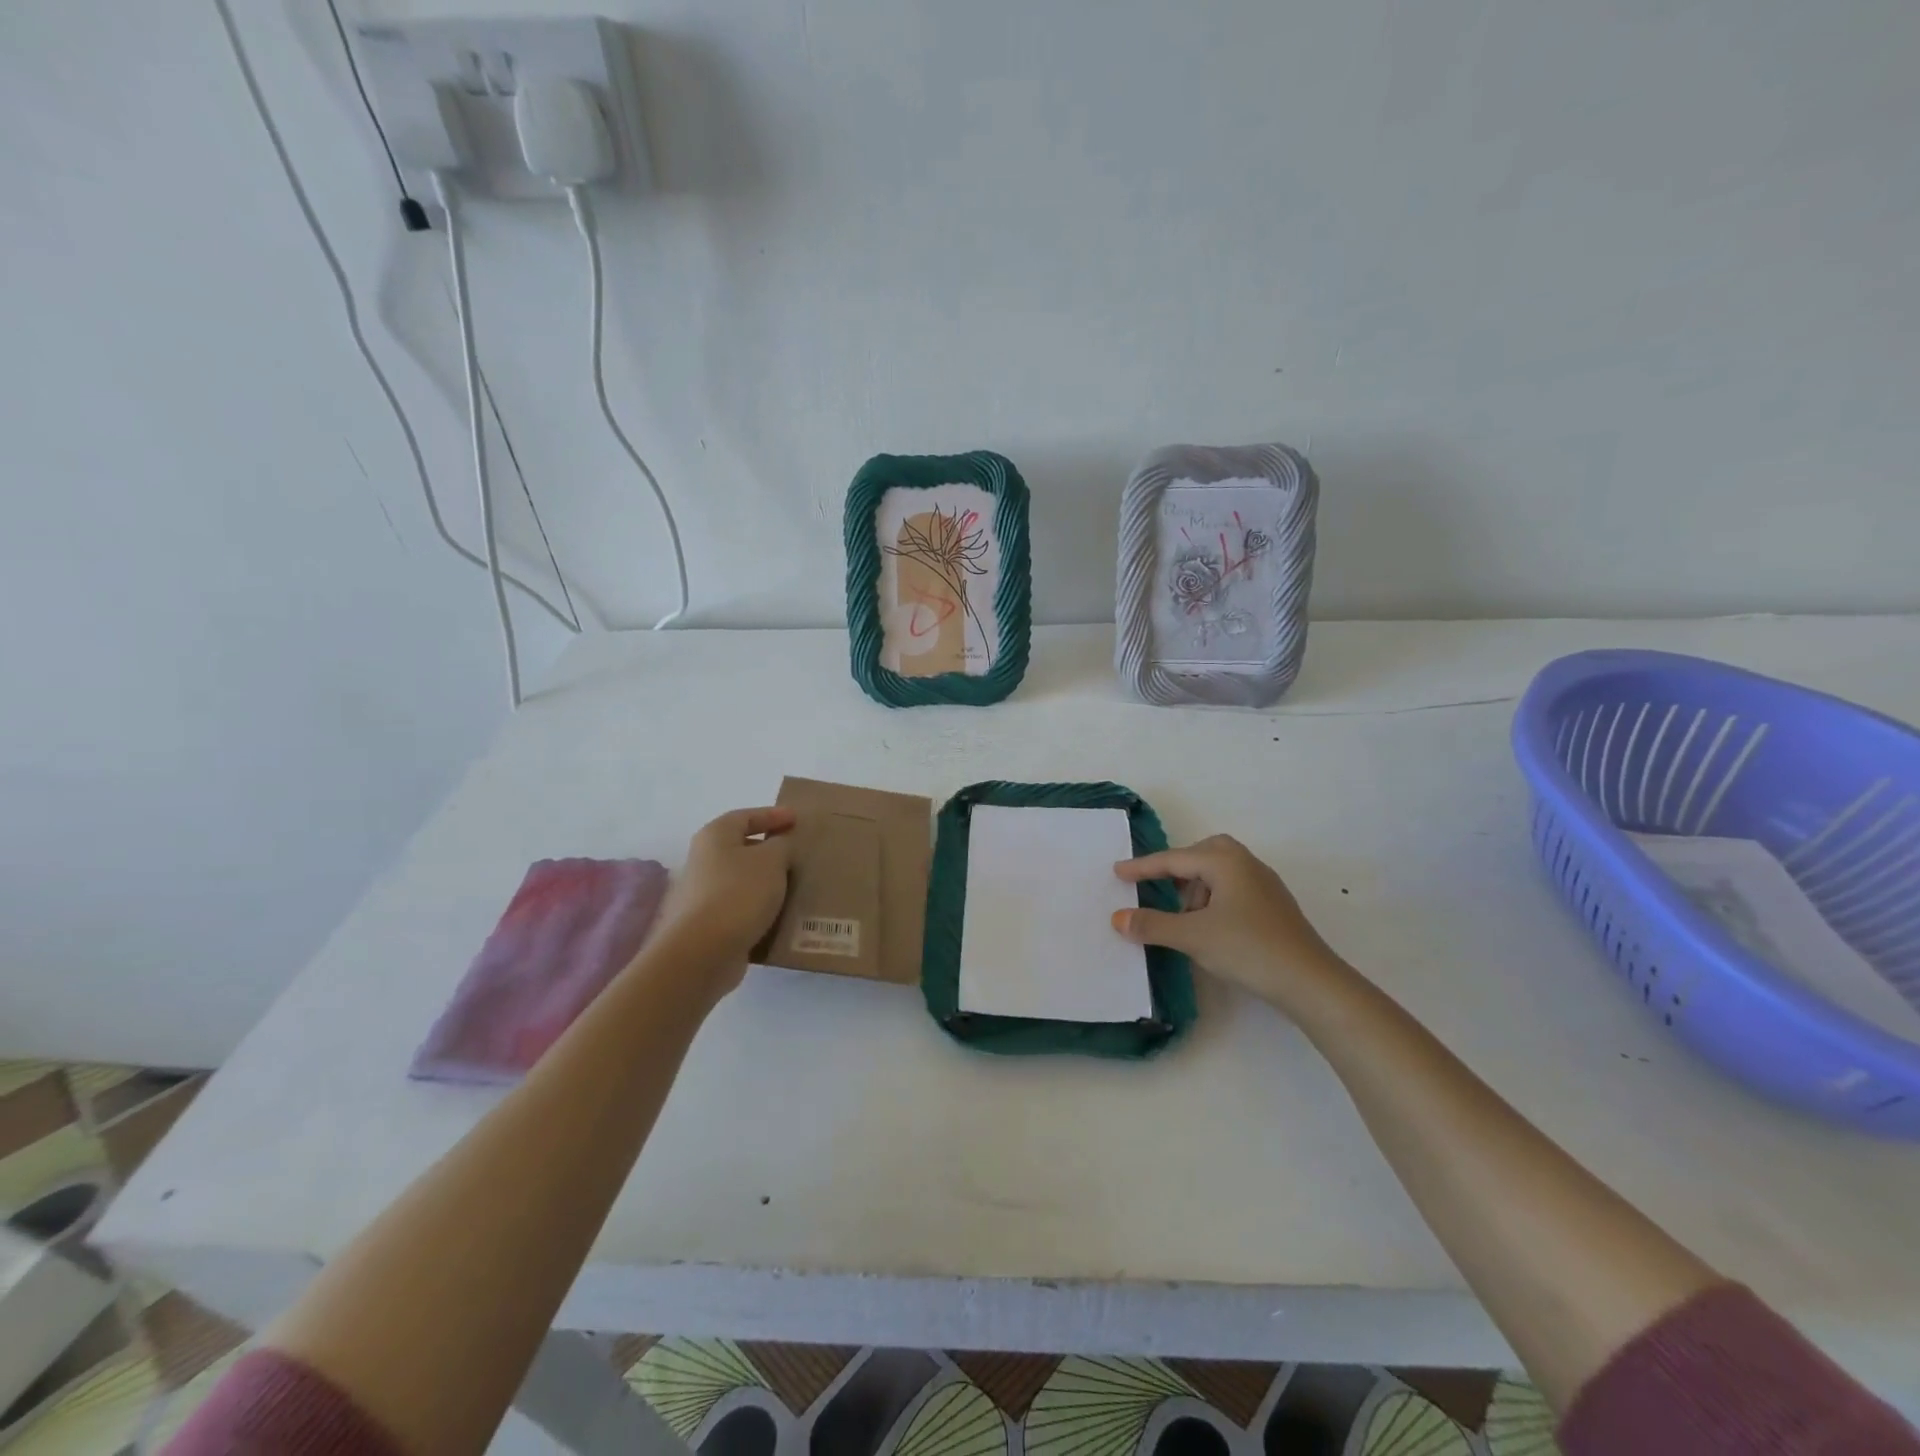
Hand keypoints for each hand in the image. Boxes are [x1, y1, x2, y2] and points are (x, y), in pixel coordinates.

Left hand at [652, 807, 796, 994]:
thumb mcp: (772, 860)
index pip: (746, 816)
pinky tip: (781, 914)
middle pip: (742, 847)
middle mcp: (704, 861)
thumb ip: (782, 845)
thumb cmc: (739, 893)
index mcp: (715, 836)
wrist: (704, 951)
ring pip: (742, 880)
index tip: (796, 819)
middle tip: (798, 853)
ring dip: (766, 881)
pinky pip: (741, 907)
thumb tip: (779, 847)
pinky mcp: (708, 924)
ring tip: (796, 885)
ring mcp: (703, 894)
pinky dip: (760, 907)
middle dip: (770, 849)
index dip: (773, 815)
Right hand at [1112, 835, 1348, 1012]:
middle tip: (1159, 886)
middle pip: (1204, 853)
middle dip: (1178, 867)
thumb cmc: (1248, 949)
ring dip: (1198, 887)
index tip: (1117, 872)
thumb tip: (1118, 918)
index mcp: (1225, 862)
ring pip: (1221, 871)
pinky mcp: (1275, 906)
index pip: (1174, 860)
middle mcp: (1246, 864)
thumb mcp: (1193, 937)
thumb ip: (1152, 925)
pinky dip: (1215, 898)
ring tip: (1186, 918)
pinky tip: (1212, 927)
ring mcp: (1265, 885)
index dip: (1143, 867)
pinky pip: (1235, 888)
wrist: (1311, 981)